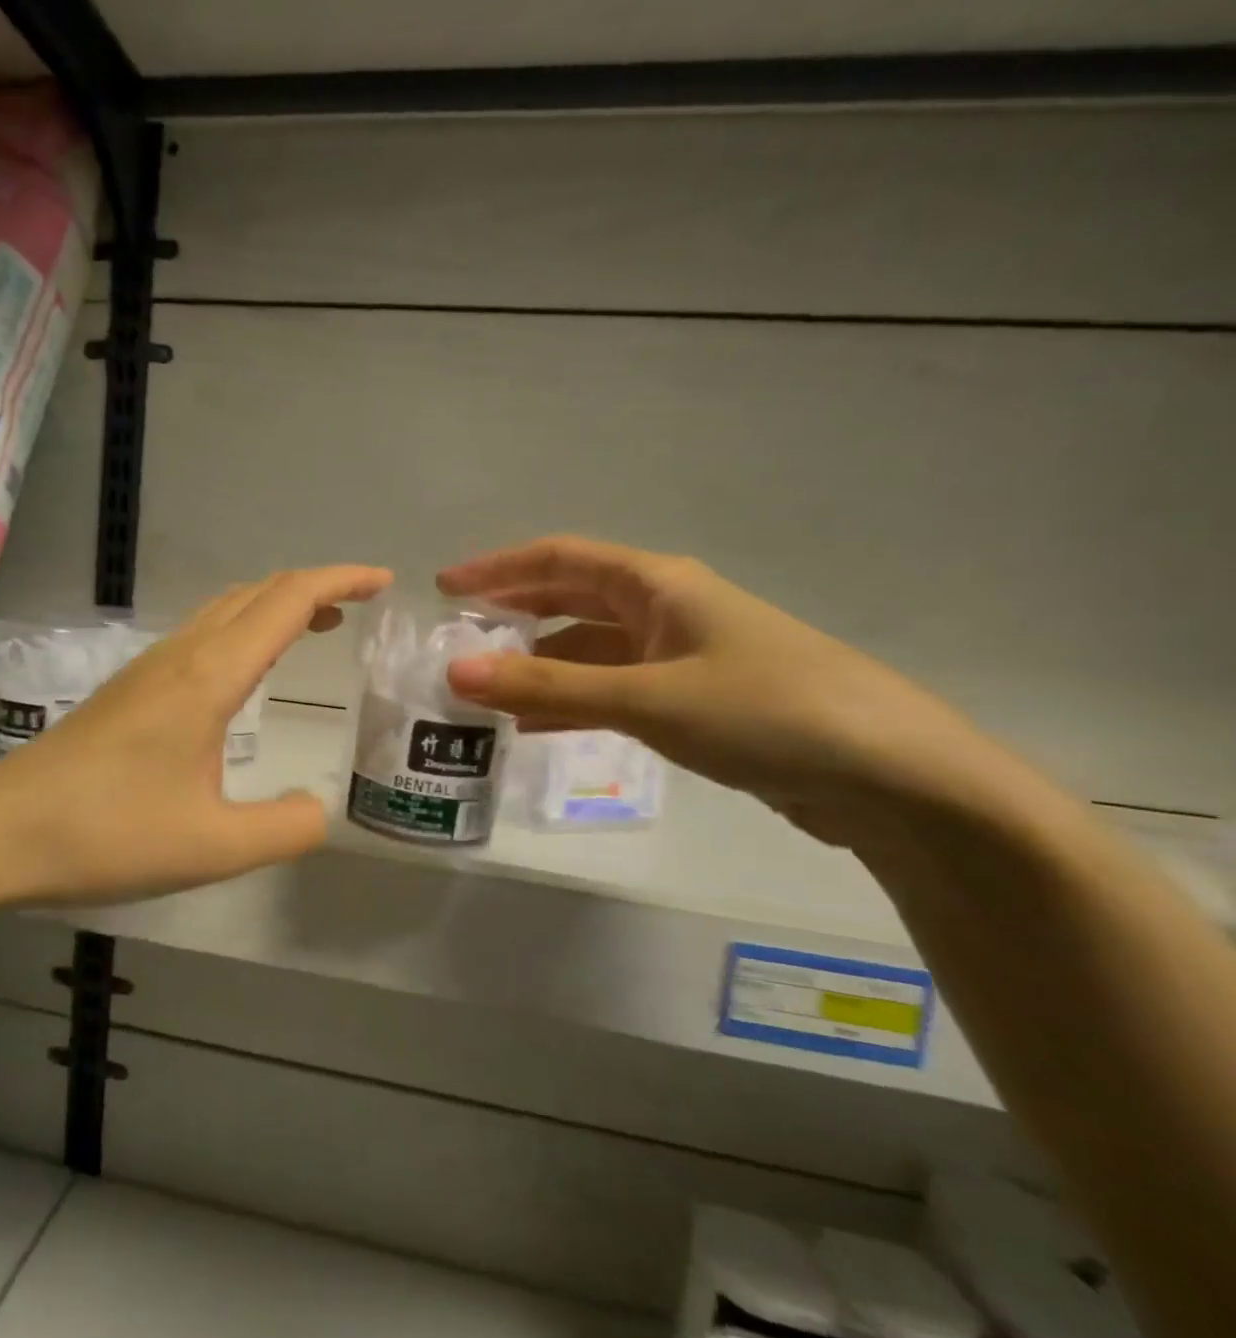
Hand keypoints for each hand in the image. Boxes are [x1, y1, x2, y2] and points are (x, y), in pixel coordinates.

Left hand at [0, 565, 392, 905]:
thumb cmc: (106, 834)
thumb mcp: (212, 847)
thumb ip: (284, 829)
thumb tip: (318, 810)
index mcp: (208, 678)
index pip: (287, 601)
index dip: (340, 580)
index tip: (383, 582)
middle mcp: (180, 657)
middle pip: (257, 593)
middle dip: (314, 587)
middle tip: (359, 605)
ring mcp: (148, 668)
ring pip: (224, 609)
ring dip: (275, 605)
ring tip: (315, 627)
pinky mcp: (128, 689)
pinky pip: (201, 635)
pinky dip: (244, 629)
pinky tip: (244, 671)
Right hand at [438, 536, 1002, 843]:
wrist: (892, 778)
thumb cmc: (766, 711)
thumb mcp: (646, 697)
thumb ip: (548, 686)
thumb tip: (455, 672)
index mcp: (658, 584)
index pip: (559, 559)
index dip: (498, 568)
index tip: (445, 587)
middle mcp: (666, 609)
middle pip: (571, 601)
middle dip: (513, 615)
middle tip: (456, 636)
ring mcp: (682, 656)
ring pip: (590, 651)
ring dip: (539, 666)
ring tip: (483, 688)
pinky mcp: (695, 701)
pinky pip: (613, 690)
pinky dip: (573, 702)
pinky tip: (537, 725)